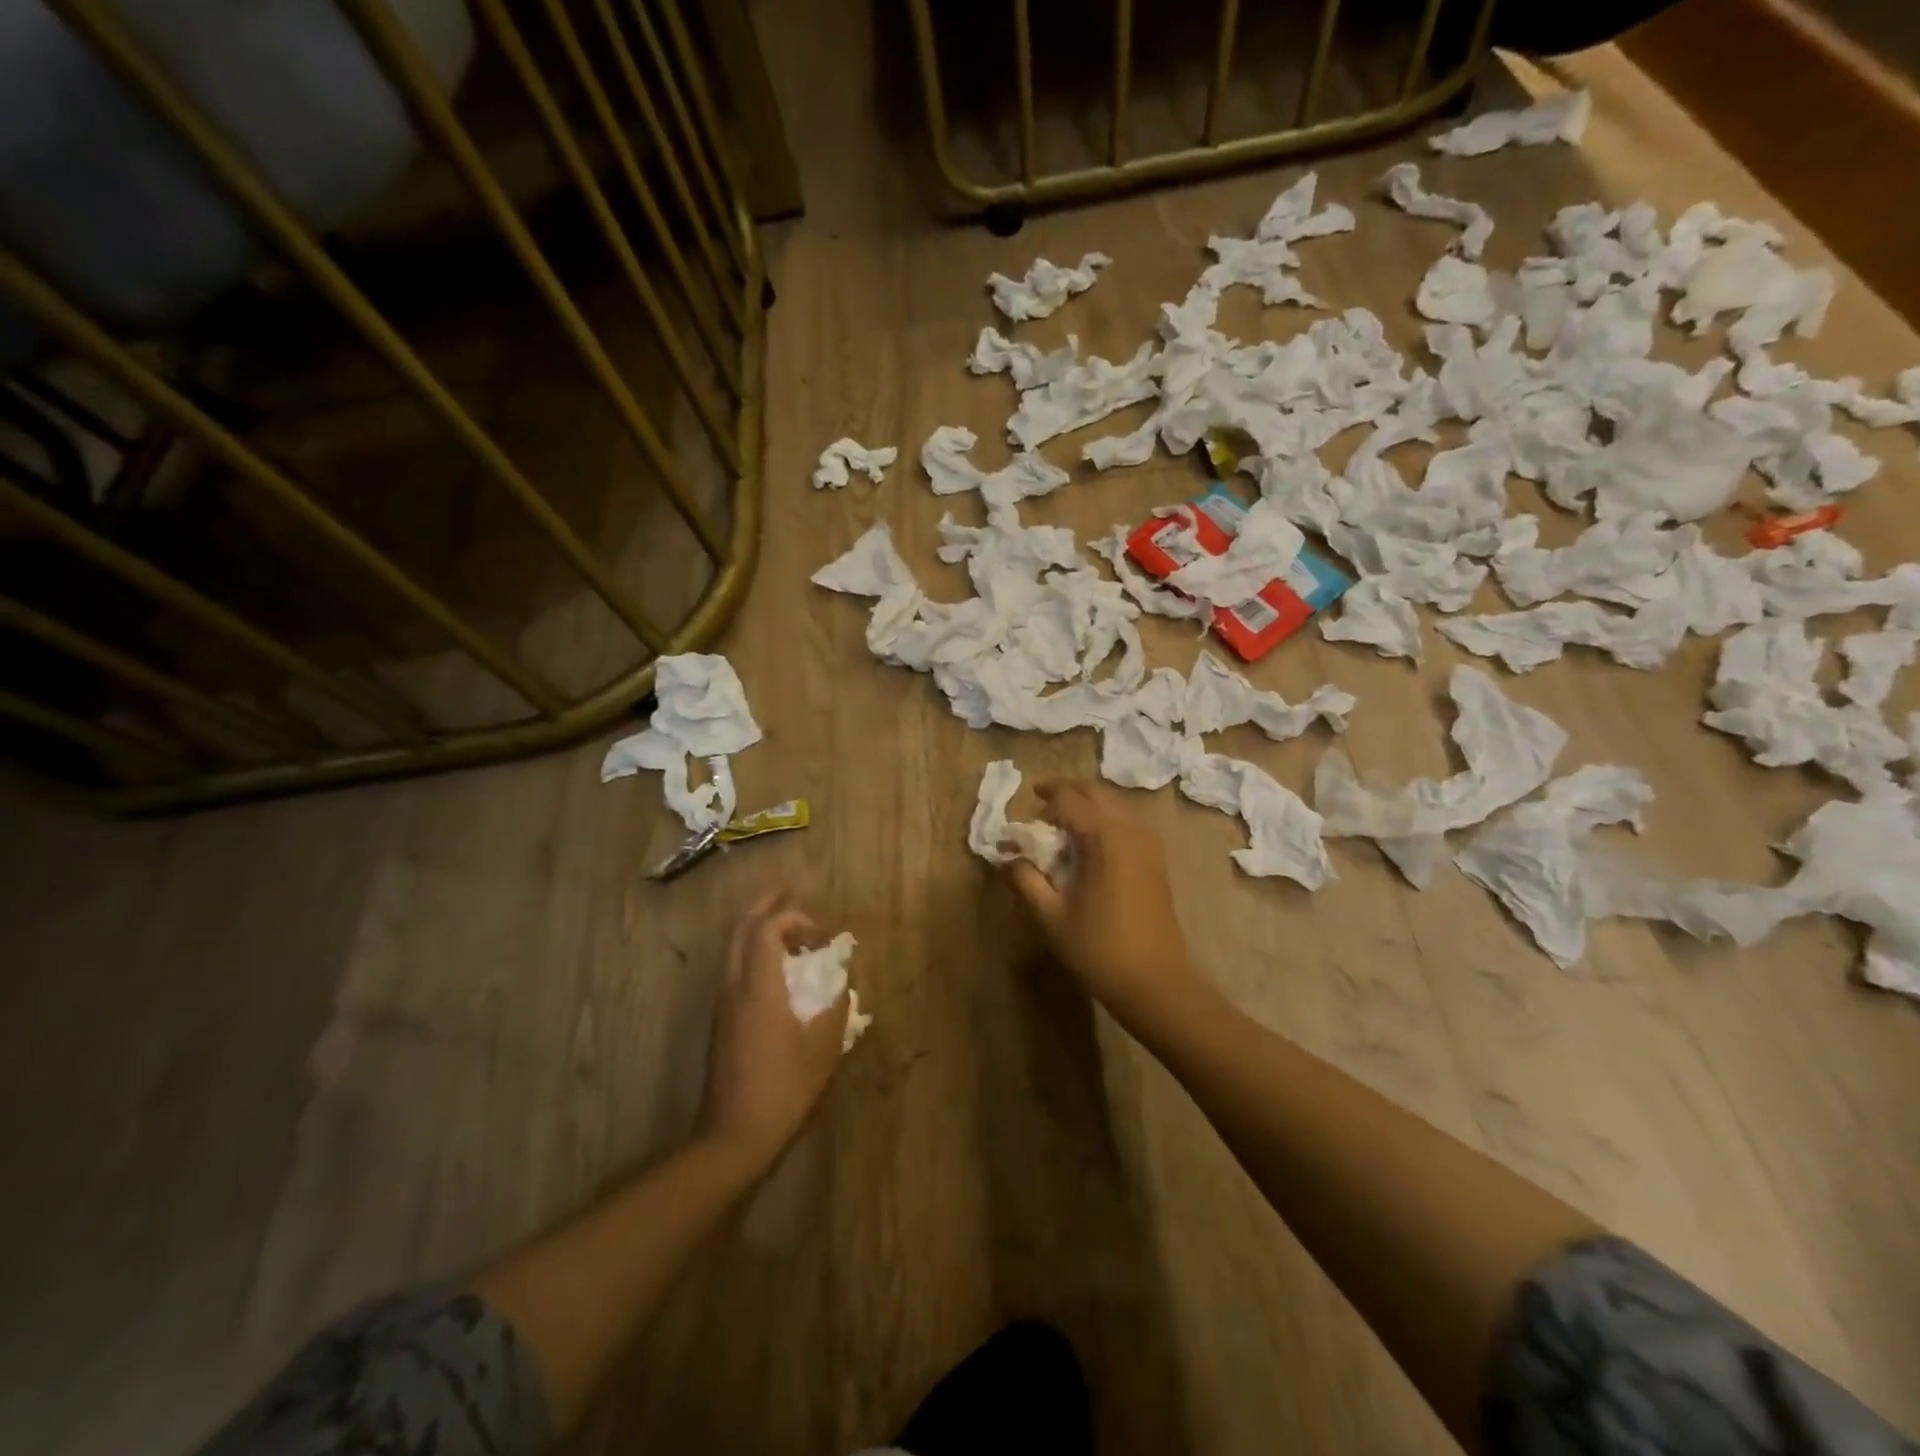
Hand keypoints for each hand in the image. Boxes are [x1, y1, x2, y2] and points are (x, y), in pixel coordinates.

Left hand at [700, 889, 848, 1169]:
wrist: (733, 1136)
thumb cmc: (783, 1089)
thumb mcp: (823, 1048)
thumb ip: (836, 1005)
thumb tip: (841, 981)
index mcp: (759, 987)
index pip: (767, 928)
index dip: (796, 919)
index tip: (823, 935)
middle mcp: (734, 986)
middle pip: (743, 928)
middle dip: (766, 905)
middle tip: (788, 891)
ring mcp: (723, 1003)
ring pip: (735, 947)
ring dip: (760, 928)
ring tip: (789, 927)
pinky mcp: (722, 1020)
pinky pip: (736, 967)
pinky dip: (756, 951)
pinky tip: (779, 967)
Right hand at [1001, 781, 1198, 1025]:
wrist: (1155, 983)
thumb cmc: (1098, 948)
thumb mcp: (1050, 915)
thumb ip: (1025, 878)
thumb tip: (1007, 857)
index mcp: (1105, 836)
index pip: (1067, 800)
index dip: (1041, 805)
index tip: (1020, 824)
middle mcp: (1130, 829)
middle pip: (1094, 792)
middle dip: (1064, 793)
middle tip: (1039, 805)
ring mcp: (1148, 843)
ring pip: (1113, 805)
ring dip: (1085, 806)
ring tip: (1059, 827)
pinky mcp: (1156, 859)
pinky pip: (1126, 822)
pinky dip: (1103, 821)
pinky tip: (1087, 846)